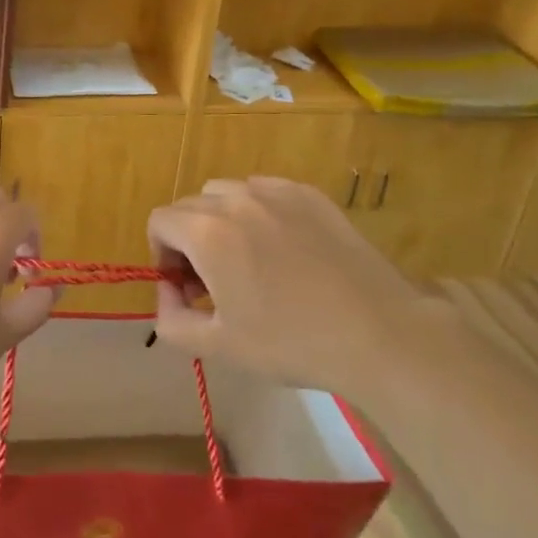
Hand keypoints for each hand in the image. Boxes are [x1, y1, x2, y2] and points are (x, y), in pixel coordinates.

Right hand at [148, 177, 422, 394]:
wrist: (378, 333)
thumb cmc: (292, 342)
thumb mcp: (218, 347)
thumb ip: (172, 320)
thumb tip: (167, 293)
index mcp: (207, 232)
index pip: (159, 221)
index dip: (161, 254)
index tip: (185, 287)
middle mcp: (236, 199)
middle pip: (189, 206)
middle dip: (188, 239)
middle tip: (214, 281)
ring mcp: (275, 191)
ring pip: (226, 192)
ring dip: (221, 220)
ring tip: (248, 259)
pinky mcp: (308, 194)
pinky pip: (264, 190)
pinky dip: (257, 211)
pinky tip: (283, 247)